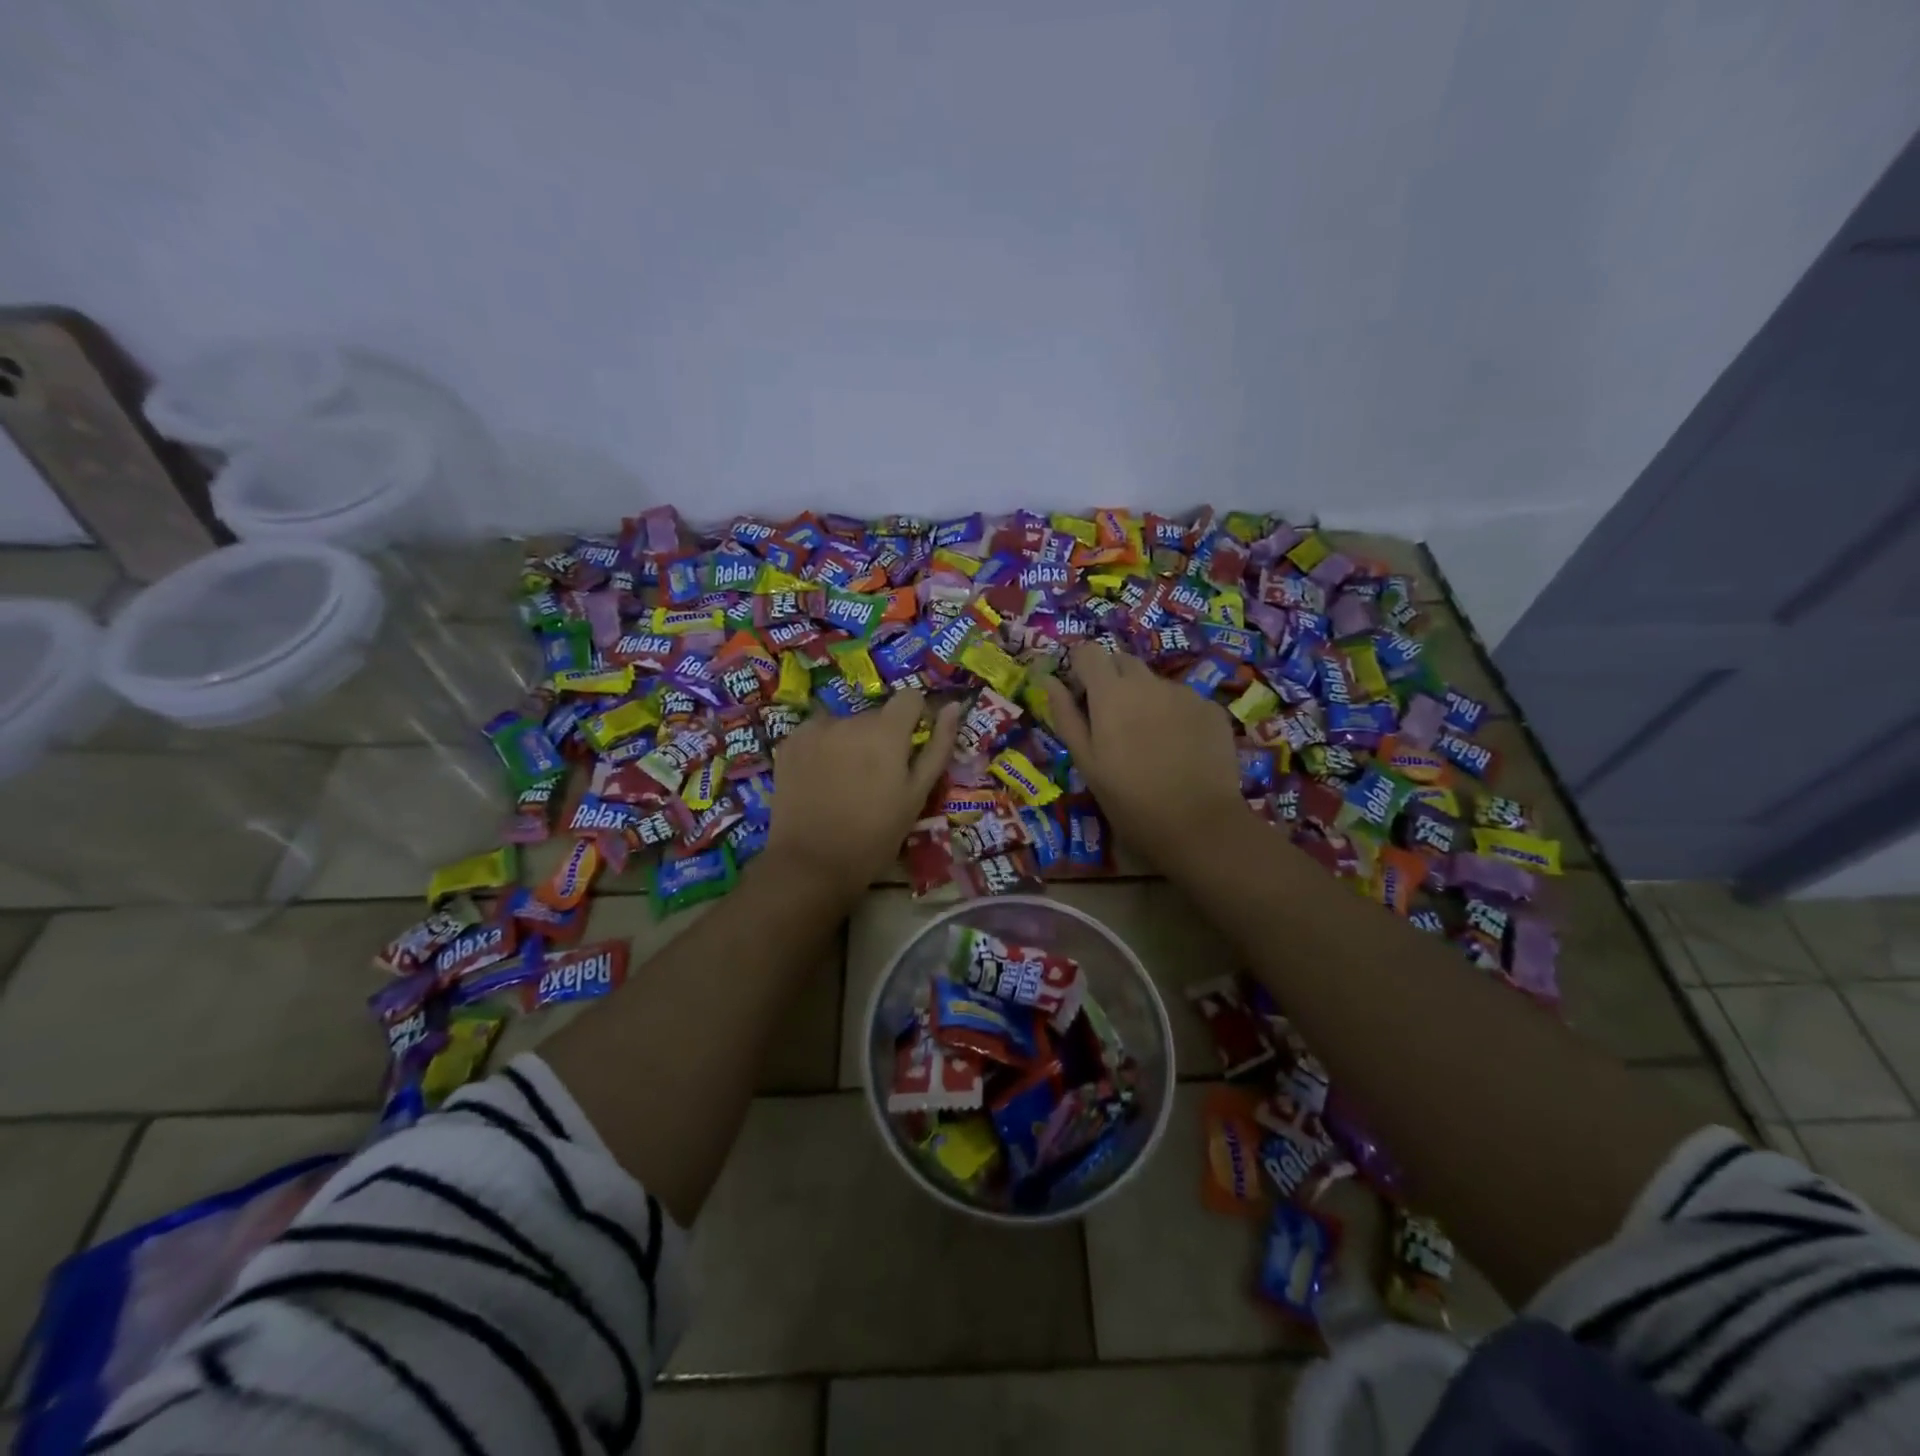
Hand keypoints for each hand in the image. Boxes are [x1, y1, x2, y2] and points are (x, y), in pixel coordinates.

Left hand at [763, 689, 961, 899]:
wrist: (812, 863)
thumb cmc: (875, 835)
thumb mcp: (916, 795)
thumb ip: (938, 746)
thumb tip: (952, 706)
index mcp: (886, 731)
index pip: (909, 698)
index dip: (915, 719)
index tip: (910, 747)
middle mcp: (850, 720)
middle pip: (876, 716)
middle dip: (881, 738)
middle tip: (876, 779)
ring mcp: (815, 729)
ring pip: (845, 725)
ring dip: (850, 742)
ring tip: (845, 783)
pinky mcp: (789, 743)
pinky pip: (816, 734)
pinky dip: (823, 749)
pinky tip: (820, 781)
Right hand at [1042, 643, 1249, 866]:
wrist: (1199, 824)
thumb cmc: (1129, 799)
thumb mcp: (1086, 762)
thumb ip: (1065, 715)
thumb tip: (1048, 681)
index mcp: (1111, 693)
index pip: (1089, 652)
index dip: (1081, 669)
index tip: (1081, 695)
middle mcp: (1148, 682)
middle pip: (1123, 662)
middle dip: (1112, 681)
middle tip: (1112, 722)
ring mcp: (1184, 692)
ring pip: (1154, 683)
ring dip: (1145, 699)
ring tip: (1149, 741)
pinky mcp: (1211, 708)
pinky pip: (1183, 700)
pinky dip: (1175, 715)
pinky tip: (1178, 748)